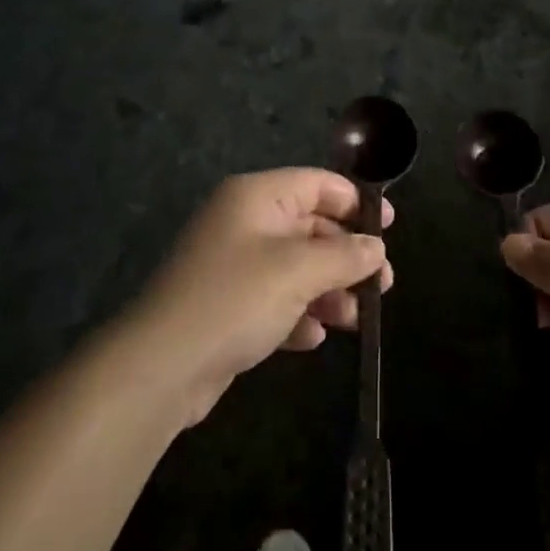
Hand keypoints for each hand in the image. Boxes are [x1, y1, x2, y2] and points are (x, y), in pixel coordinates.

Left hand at [128, 169, 393, 424]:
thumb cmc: (235, 300)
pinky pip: (275, 300)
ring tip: (354, 319)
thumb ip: (345, 255)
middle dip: (346, 256)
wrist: (161, 367)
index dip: (355, 202)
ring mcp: (233, 266)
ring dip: (328, 291)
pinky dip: (297, 314)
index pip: (316, 184)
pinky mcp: (228, 306)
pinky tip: (312, 338)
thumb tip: (377, 248)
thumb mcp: (299, 271)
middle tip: (382, 285)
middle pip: (310, 227)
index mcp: (256, 197)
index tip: (388, 227)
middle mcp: (244, 223)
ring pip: (296, 268)